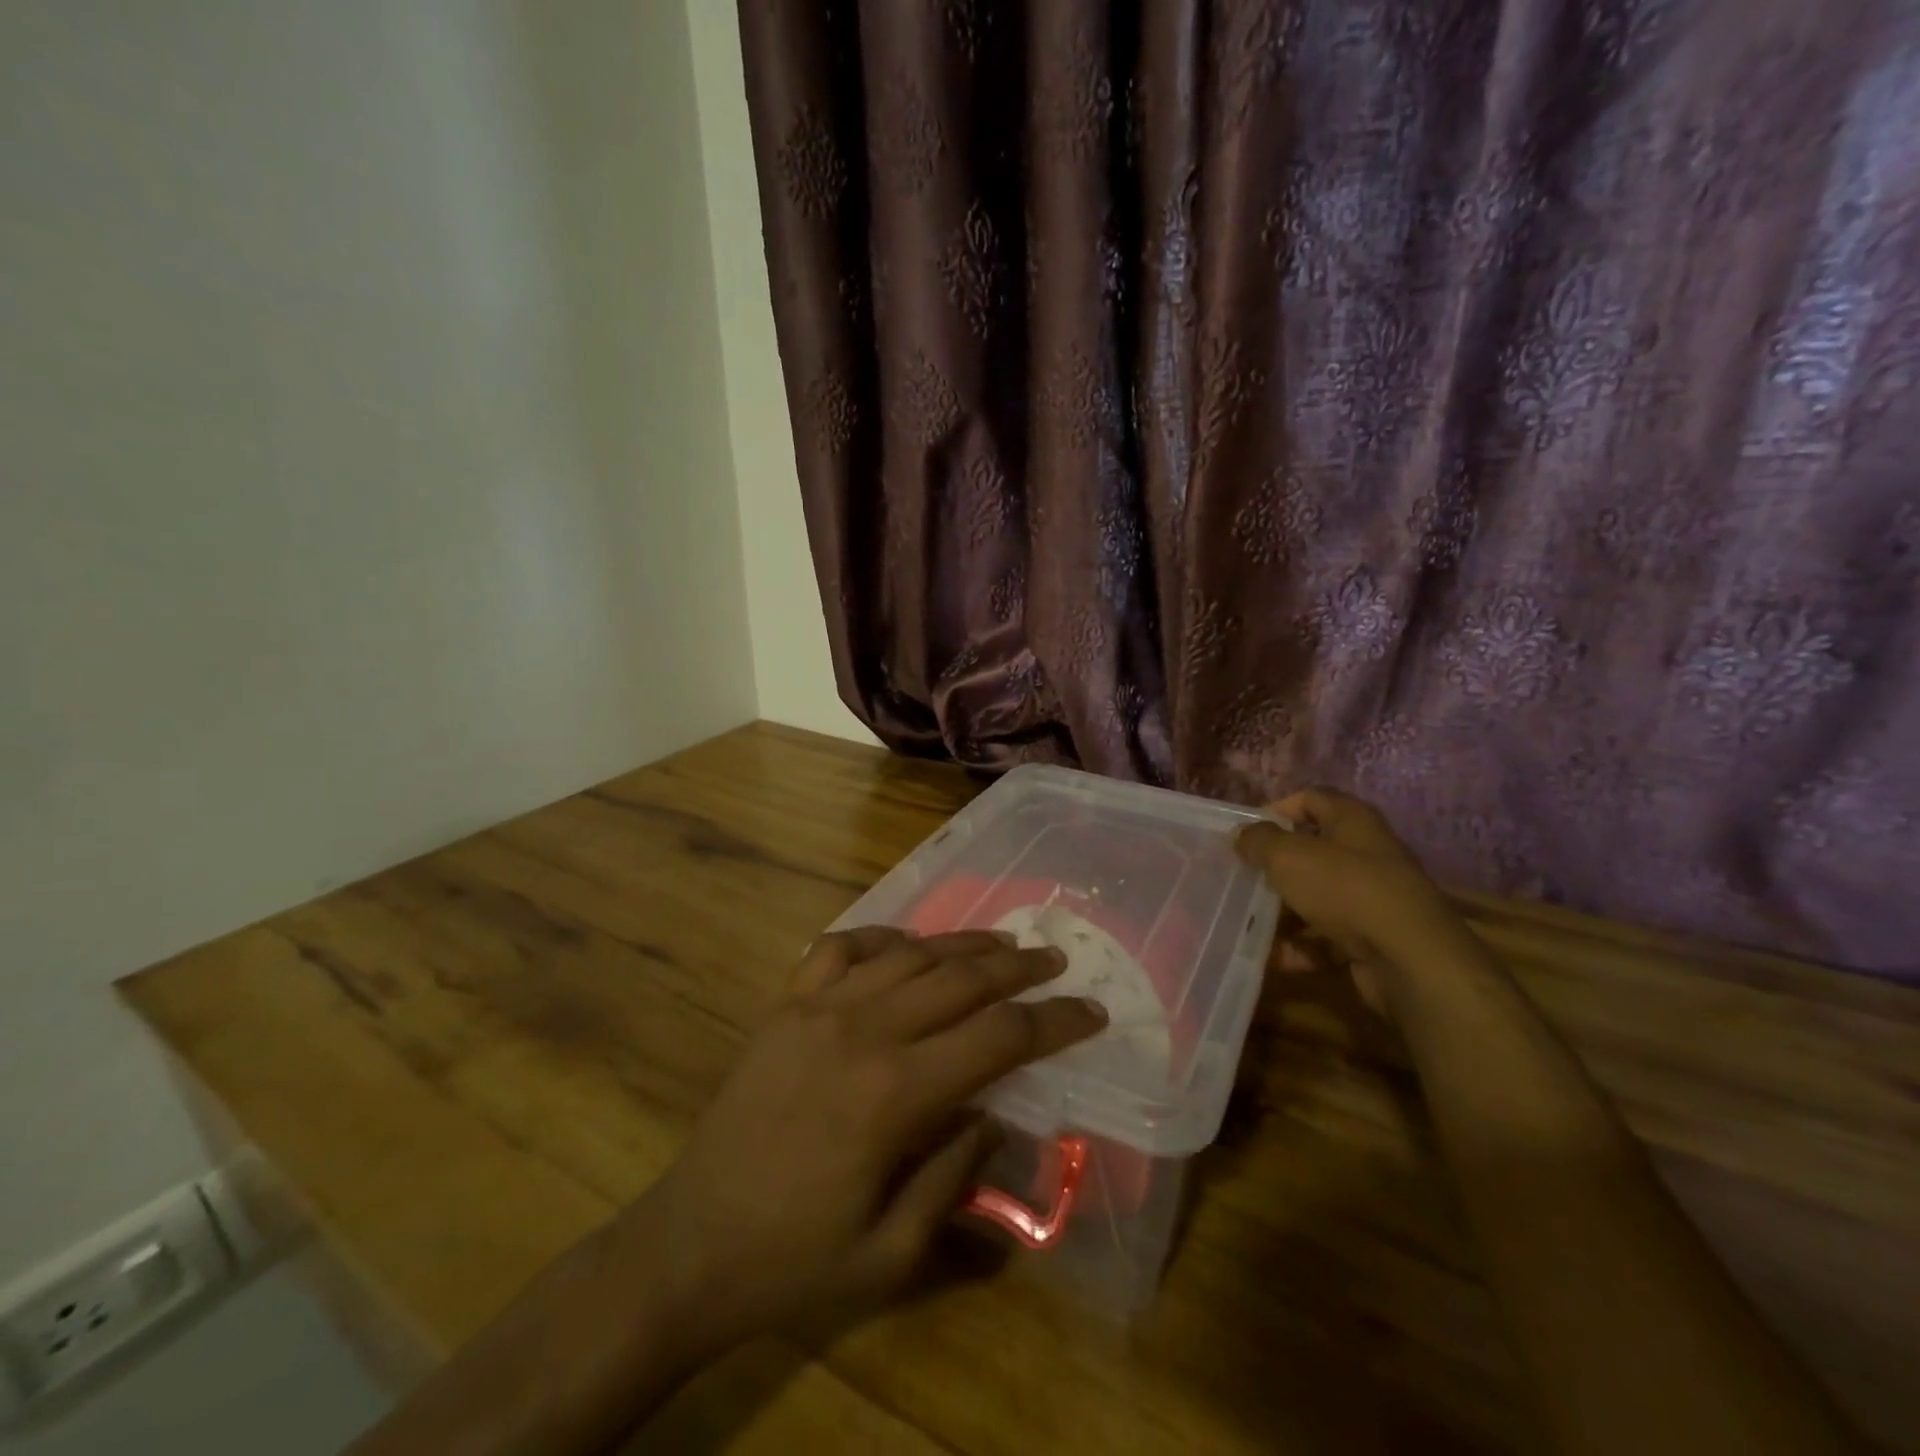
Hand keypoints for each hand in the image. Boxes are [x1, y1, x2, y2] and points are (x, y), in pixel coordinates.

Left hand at [618, 927, 1106, 1360]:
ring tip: (1003, 944)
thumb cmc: (796, 1259)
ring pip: (909, 955)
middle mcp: (862, 1031)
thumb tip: (992, 1114)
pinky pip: (843, 947)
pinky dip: (885, 938)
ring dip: (963, 945)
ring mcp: (817, 1007)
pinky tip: (909, 946)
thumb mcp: (893, 1254)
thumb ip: (955, 1175)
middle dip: (1018, 969)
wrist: (691, 1242)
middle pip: (960, 979)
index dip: (1052, 1021)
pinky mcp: (786, 1003)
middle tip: (1056, 962)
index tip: (1090, 1011)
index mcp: (894, 1095)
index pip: (997, 1037)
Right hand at [1234, 788, 1474, 1015]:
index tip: (1245, 834)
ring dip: (1284, 911)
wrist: (1410, 959)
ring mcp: (1373, 897)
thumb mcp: (1288, 856)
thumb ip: (1259, 841)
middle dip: (1276, 867)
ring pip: (1318, 896)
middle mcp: (1367, 853)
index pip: (1310, 799)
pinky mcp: (1374, 937)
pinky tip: (1278, 957)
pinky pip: (1329, 936)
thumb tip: (1242, 834)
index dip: (1276, 810)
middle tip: (1244, 878)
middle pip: (1312, 851)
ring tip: (1251, 922)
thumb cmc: (1345, 890)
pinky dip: (1303, 946)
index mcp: (1352, 821)